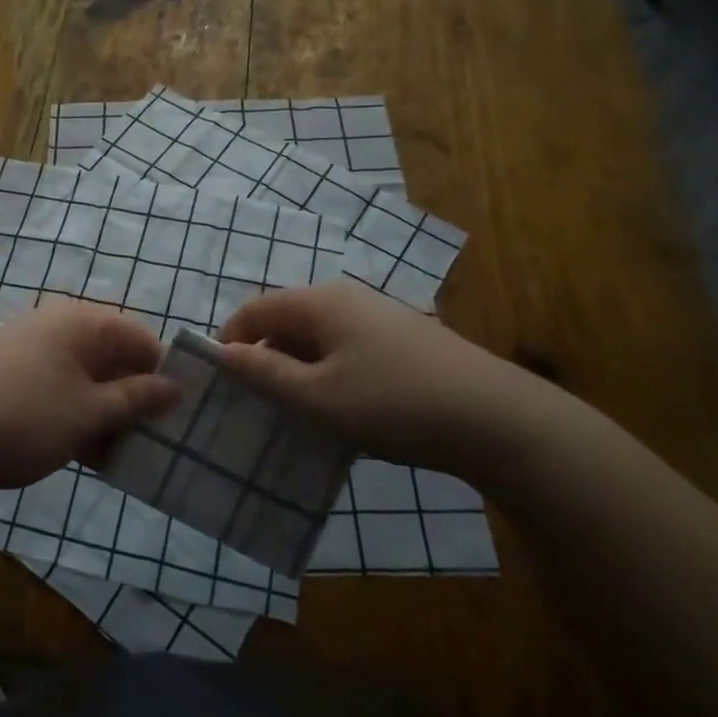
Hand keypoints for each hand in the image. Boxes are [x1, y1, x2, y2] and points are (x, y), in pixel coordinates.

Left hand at [0, 301, 178, 497]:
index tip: (180, 416)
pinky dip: (77, 416)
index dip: (163, 375)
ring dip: (106, 413)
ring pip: (86, 378)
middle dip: (135, 399)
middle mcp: (58, 325)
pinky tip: (85, 454)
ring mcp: (31, 349)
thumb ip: (136, 399)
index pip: (141, 338)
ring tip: (122, 456)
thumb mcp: (89, 413)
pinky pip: (60, 389)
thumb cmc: (24, 418)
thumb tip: (174, 386)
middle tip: (154, 442)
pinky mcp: (11, 375)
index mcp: (83, 322)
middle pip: (113, 357)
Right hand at [216, 282, 565, 476]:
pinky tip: (344, 411)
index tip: (222, 384)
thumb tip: (222, 352)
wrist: (495, 418)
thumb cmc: (393, 403)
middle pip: (286, 321)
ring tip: (300, 415)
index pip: (255, 309)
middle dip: (265, 360)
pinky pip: (347, 349)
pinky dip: (330, 374)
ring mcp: (378, 316)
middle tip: (260, 406)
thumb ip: (265, 373)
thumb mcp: (317, 397)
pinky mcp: (402, 339)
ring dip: (299, 371)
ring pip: (318, 339)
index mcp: (319, 302)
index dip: (230, 341)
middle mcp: (346, 298)